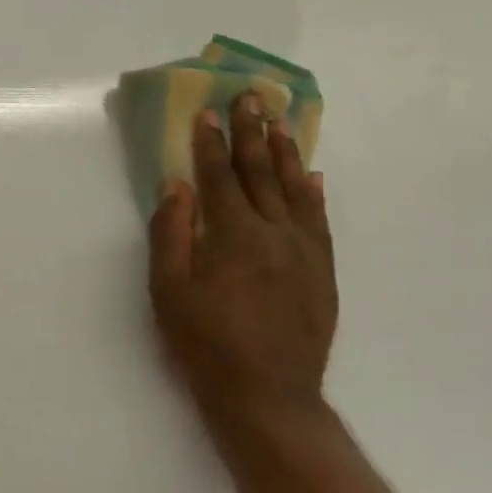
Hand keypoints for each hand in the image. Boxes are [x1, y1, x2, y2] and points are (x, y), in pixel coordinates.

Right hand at [148, 92, 337, 429]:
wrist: (267, 394)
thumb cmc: (204, 341)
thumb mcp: (169, 290)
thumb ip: (171, 233)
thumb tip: (176, 186)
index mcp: (234, 236)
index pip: (220, 177)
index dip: (210, 144)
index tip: (207, 112)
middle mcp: (275, 234)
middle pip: (261, 173)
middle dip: (253, 133)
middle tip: (251, 97)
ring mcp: (305, 252)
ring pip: (297, 190)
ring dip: (286, 152)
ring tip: (280, 121)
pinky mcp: (322, 272)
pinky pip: (320, 220)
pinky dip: (314, 193)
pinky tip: (313, 176)